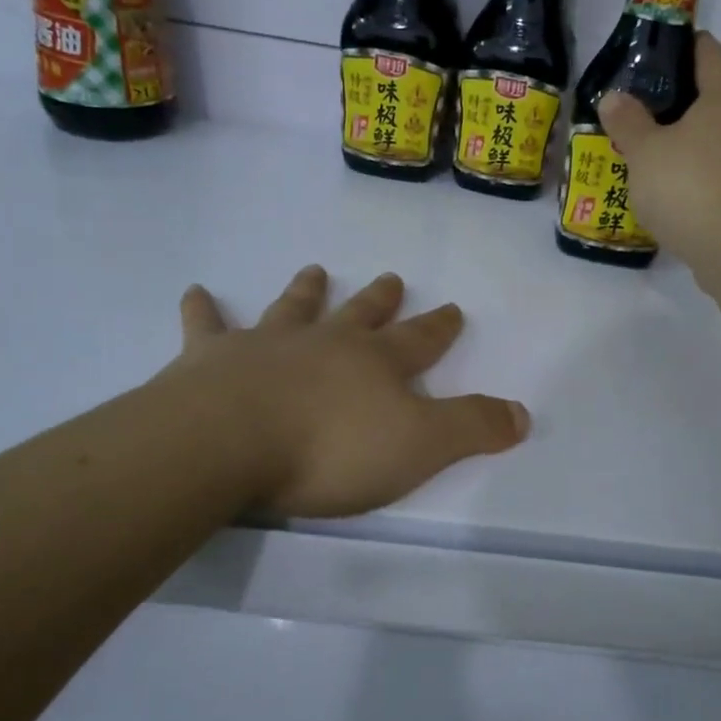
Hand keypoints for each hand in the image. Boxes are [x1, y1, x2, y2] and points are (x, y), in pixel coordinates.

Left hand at [158, 265, 528, 518]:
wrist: (229, 442)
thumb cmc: (331, 449)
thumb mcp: (420, 446)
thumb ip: (473, 428)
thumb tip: (523, 414)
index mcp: (376, 363)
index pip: (419, 340)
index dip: (439, 327)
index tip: (452, 308)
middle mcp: (325, 343)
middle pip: (360, 315)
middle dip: (380, 300)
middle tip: (391, 278)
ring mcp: (267, 345)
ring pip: (293, 309)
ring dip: (307, 292)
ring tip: (315, 271)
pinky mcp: (211, 360)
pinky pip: (208, 328)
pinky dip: (203, 311)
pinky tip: (196, 292)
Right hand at [597, 31, 720, 270]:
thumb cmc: (689, 187)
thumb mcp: (644, 152)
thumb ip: (627, 122)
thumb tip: (614, 97)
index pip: (711, 54)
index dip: (688, 46)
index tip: (663, 50)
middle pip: (720, 96)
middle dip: (687, 99)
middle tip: (649, 108)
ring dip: (697, 140)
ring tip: (661, 152)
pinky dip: (706, 171)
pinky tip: (681, 190)